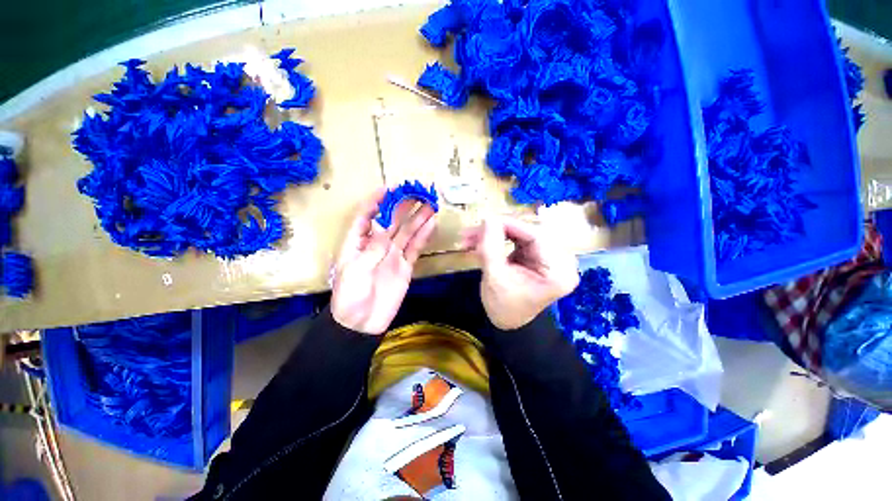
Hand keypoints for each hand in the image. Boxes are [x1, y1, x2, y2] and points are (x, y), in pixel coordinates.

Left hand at [331, 189, 436, 334]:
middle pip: (391, 221)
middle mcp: (376, 245)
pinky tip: (430, 224)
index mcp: (357, 243)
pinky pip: (415, 248)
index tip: (389, 189)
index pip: (366, 216)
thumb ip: (372, 249)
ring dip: (417, 218)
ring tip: (429, 204)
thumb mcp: (355, 271)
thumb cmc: (350, 296)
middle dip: (403, 206)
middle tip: (417, 192)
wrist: (362, 323)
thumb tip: (386, 228)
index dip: (376, 201)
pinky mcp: (405, 266)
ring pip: (406, 232)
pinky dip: (423, 236)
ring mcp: (393, 255)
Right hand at [463, 216, 578, 330]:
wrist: (509, 322)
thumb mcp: (495, 277)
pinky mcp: (540, 255)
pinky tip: (483, 241)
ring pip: (522, 234)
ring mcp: (551, 257)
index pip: (536, 236)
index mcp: (558, 271)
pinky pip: (519, 239)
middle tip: (472, 232)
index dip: (509, 225)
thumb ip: (491, 246)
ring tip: (471, 237)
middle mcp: (561, 260)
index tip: (483, 220)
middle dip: (498, 230)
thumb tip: (488, 217)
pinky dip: (501, 238)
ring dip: (496, 233)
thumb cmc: (503, 307)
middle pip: (529, 233)